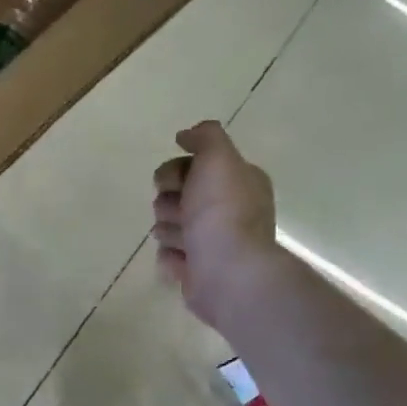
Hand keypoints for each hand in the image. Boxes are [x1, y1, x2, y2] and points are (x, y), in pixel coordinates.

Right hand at [152, 120, 280, 327]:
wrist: (227, 271)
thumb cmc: (221, 212)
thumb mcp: (218, 159)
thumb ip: (205, 138)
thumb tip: (187, 134)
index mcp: (238, 182)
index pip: (194, 166)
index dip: (176, 171)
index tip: (175, 181)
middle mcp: (228, 210)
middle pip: (177, 196)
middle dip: (168, 203)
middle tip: (180, 213)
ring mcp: (213, 242)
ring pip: (170, 226)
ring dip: (168, 231)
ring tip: (182, 241)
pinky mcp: (198, 270)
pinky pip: (170, 256)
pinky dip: (171, 257)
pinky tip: (183, 260)